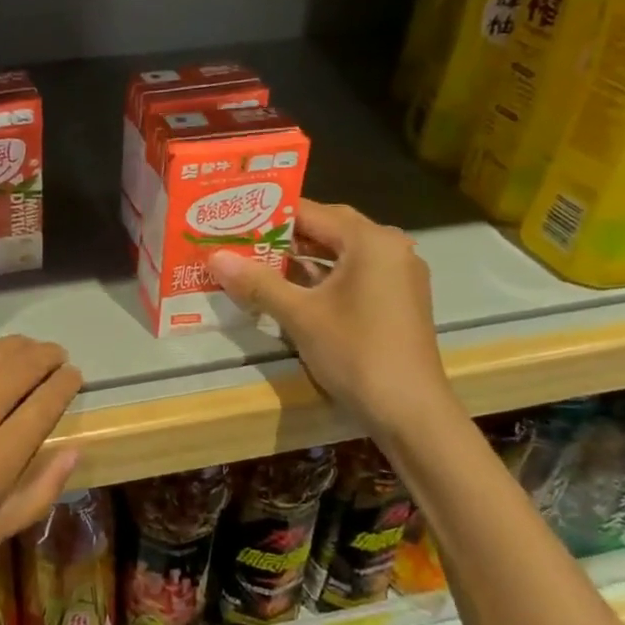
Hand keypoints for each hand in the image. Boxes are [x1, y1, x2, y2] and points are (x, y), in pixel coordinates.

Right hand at [209, 200, 453, 439]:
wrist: (410, 412)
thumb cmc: (356, 352)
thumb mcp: (299, 315)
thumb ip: (257, 282)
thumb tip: (214, 257)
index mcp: (370, 240)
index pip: (310, 211)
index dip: (267, 215)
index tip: (231, 219)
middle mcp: (389, 246)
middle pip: (326, 228)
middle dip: (282, 235)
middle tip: (238, 238)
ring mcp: (397, 273)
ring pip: (339, 252)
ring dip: (300, 256)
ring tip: (255, 261)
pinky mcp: (396, 298)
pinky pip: (352, 272)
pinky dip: (321, 276)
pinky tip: (288, 288)